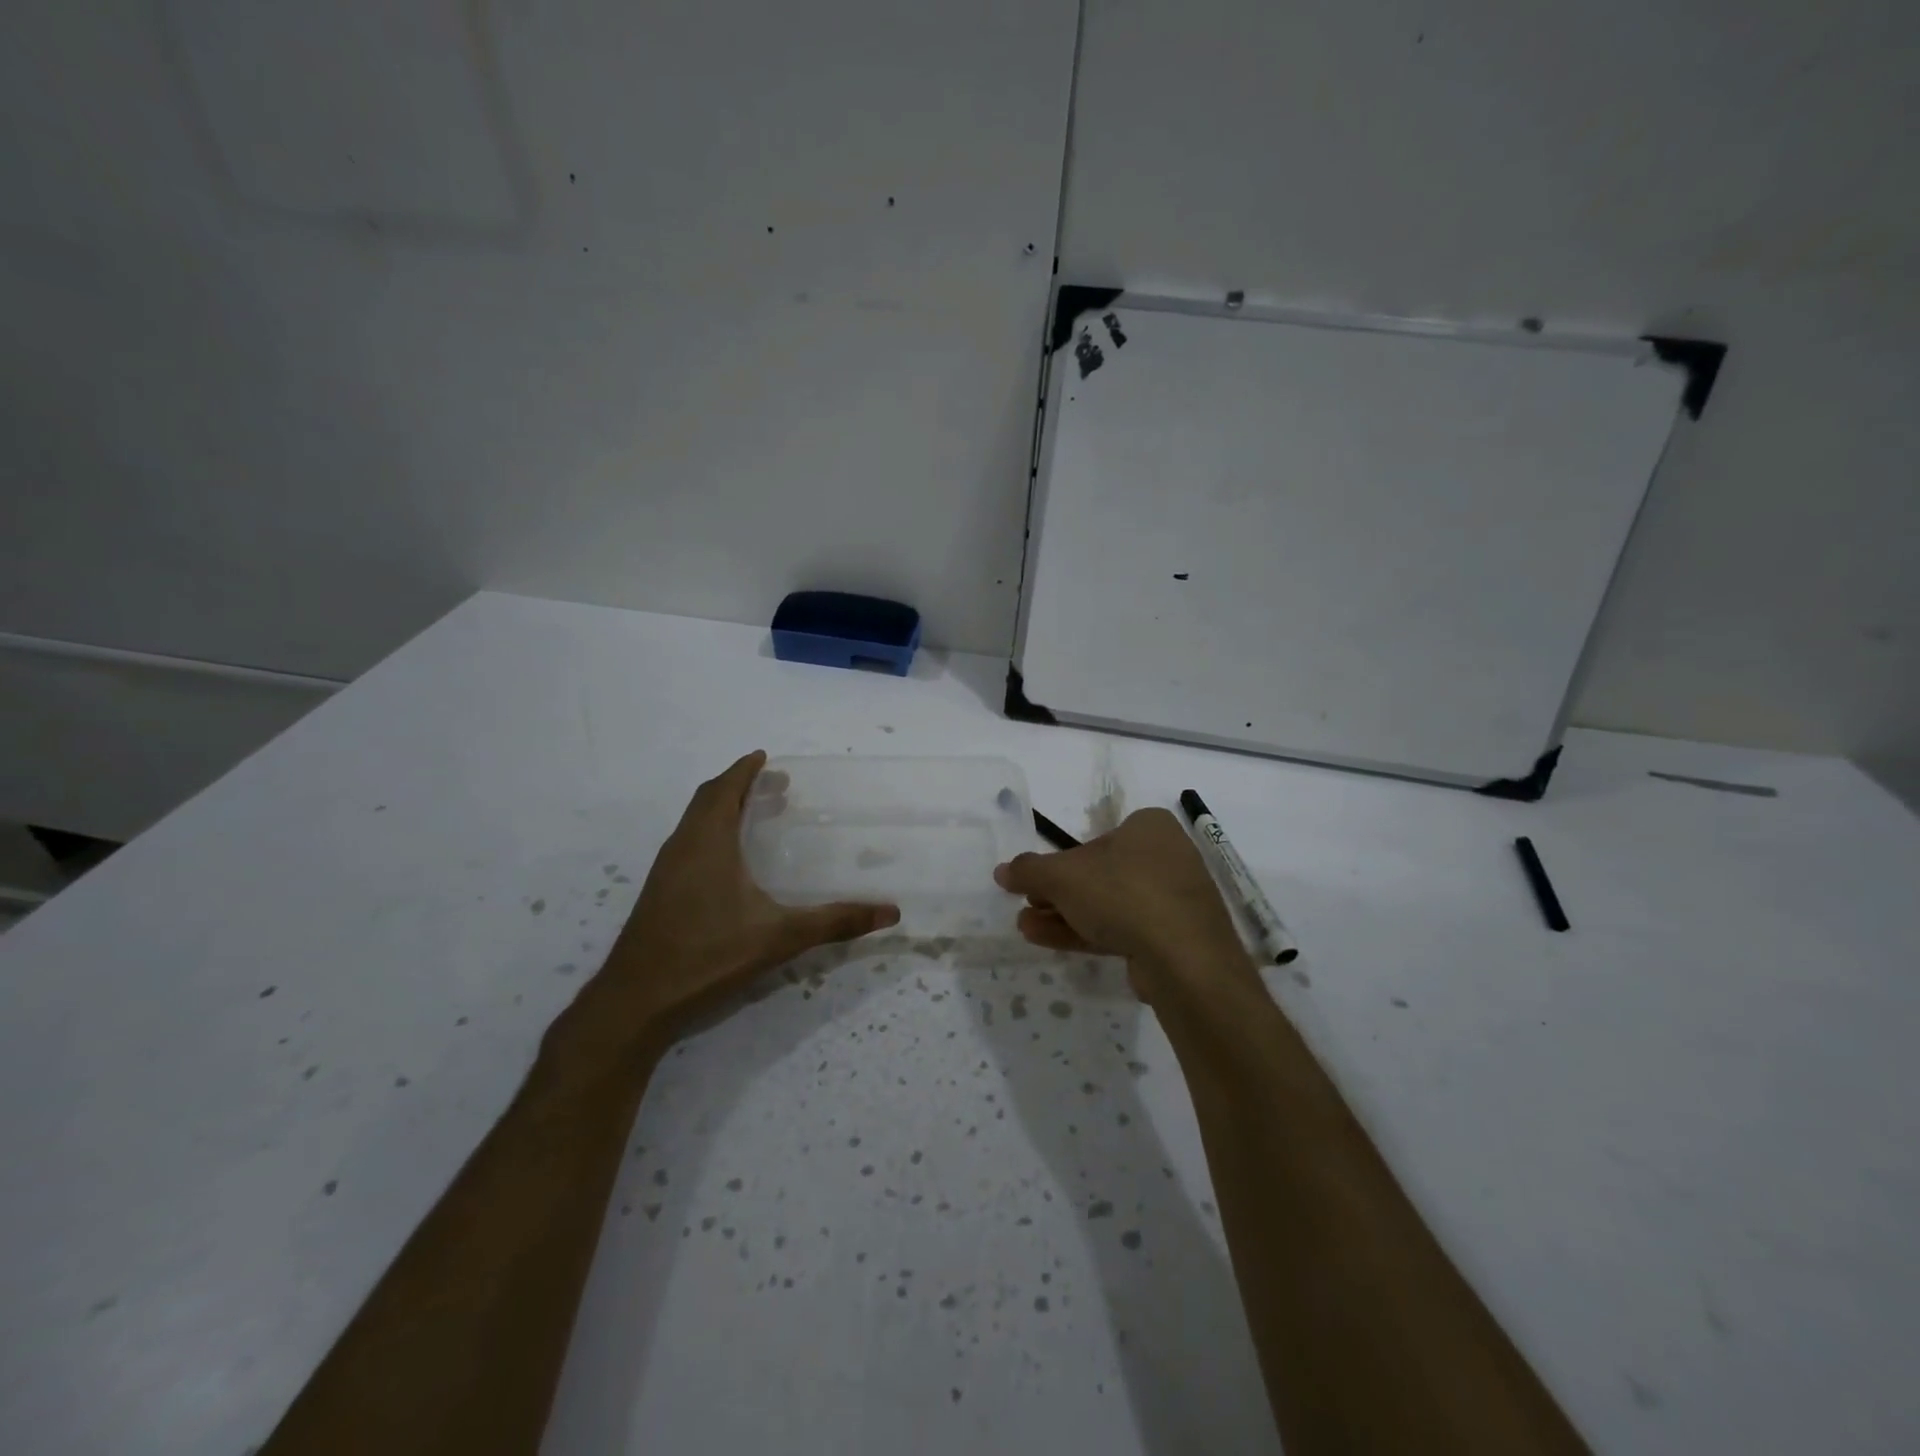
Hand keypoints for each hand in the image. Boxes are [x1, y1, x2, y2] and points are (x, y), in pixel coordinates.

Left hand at [554, 752, 898, 1062]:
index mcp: (707, 842)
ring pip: (694, 823)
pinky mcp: (659, 893)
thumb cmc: (707, 955)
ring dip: (723, 809)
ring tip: (757, 816)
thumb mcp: (779, 937)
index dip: (744, 769)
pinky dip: (711, 834)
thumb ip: (835, 922)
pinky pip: (688, 844)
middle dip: (738, 786)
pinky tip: (731, 863)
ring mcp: (665, 871)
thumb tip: (890, 913)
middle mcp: (682, 847)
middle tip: (774, 786)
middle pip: (707, 800)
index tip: (764, 757)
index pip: (723, 789)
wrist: (636, 1001)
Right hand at [993, 808, 1254, 996]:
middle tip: (1026, 905)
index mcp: (1149, 827)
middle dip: (1057, 893)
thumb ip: (1029, 870)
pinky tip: (1047, 939)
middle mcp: (1166, 857)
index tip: (1035, 881)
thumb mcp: (1063, 876)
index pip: (1096, 838)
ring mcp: (1173, 900)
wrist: (1184, 958)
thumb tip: (1002, 870)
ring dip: (1064, 914)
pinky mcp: (1174, 937)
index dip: (1061, 860)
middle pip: (1100, 874)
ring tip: (1025, 927)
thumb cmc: (1122, 893)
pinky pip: (1124, 928)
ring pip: (1109, 904)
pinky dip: (1086, 931)